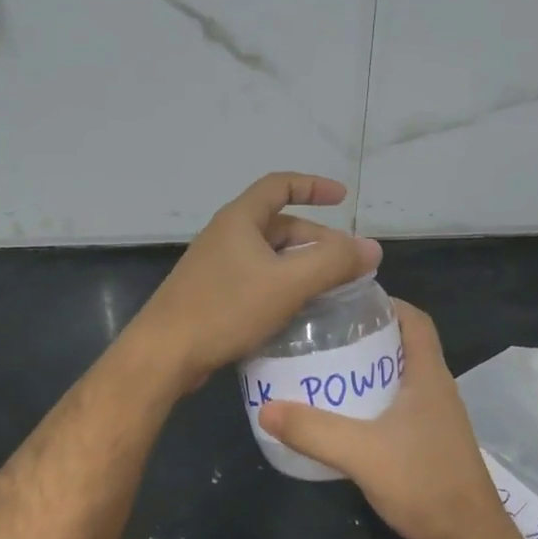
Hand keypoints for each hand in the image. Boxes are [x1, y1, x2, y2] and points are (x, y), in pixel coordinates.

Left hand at [130, 173, 381, 391]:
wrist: (165, 353)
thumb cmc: (225, 309)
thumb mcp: (287, 283)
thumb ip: (333, 263)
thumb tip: (372, 248)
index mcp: (240, 220)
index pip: (280, 185)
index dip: (313, 186)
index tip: (343, 198)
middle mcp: (226, 236)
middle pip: (278, 225)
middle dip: (315, 238)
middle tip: (345, 262)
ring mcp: (216, 266)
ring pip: (268, 256)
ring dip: (300, 265)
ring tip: (329, 288)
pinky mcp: (212, 295)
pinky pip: (256, 280)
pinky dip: (281, 286)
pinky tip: (297, 311)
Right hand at [258, 300, 516, 538]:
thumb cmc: (424, 483)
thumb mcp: (362, 453)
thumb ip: (313, 431)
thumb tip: (266, 408)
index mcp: (429, 376)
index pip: (415, 320)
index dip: (387, 303)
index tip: (346, 301)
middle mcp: (436, 390)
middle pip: (403, 346)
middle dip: (366, 337)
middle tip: (323, 336)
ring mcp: (435, 420)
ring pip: (399, 380)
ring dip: (367, 372)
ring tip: (324, 371)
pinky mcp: (428, 446)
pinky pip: (397, 410)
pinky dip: (371, 404)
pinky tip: (342, 419)